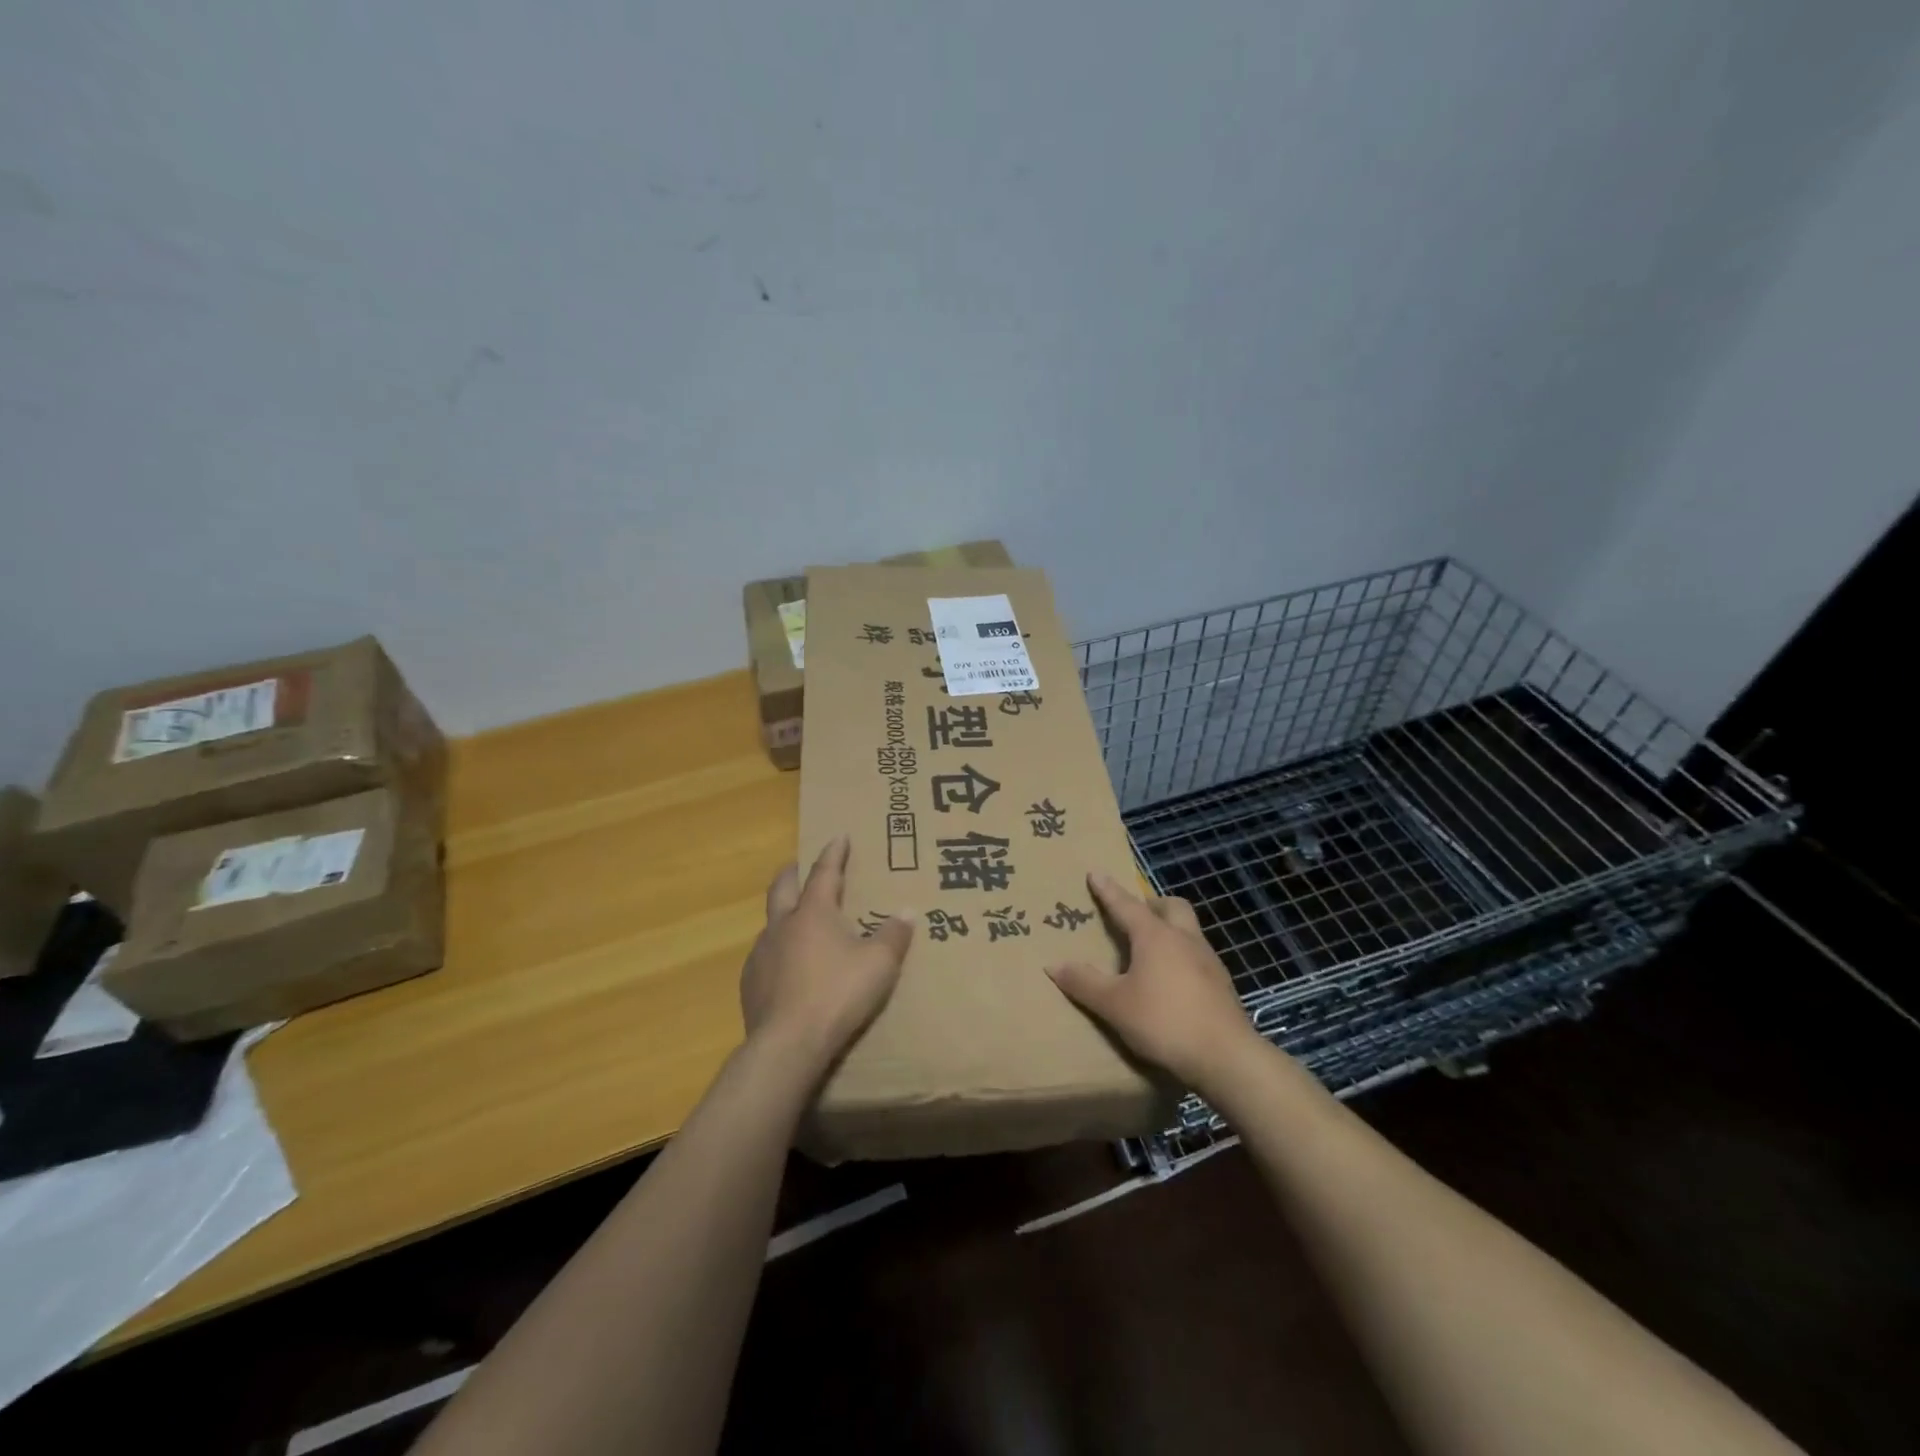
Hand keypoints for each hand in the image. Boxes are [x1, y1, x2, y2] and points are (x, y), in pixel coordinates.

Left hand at [741, 836, 914, 1074]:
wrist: (788, 1044)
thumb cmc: (838, 994)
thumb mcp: (879, 964)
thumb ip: (893, 935)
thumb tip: (907, 911)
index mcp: (814, 912)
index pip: (825, 872)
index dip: (834, 853)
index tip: (838, 836)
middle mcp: (782, 925)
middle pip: (783, 887)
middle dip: (793, 871)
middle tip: (801, 865)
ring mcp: (761, 953)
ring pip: (770, 922)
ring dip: (783, 914)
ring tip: (797, 922)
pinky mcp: (750, 983)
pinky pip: (764, 956)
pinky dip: (777, 951)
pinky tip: (787, 967)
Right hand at [1046, 871, 1261, 1089]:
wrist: (1225, 1057)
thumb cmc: (1164, 1021)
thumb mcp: (1114, 1004)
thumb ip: (1084, 982)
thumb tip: (1054, 965)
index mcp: (1155, 936)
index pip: (1126, 905)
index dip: (1108, 890)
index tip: (1096, 873)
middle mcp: (1184, 939)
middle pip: (1171, 906)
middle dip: (1152, 904)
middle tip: (1135, 915)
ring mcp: (1208, 960)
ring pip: (1188, 930)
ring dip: (1170, 930)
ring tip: (1150, 950)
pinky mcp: (1221, 985)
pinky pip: (1197, 956)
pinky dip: (1181, 957)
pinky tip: (1171, 981)